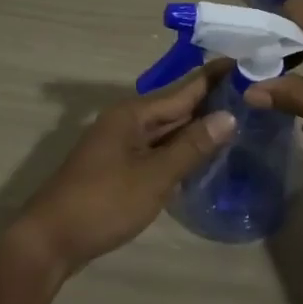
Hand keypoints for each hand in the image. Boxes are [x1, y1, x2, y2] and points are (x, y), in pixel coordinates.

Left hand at [14, 68, 234, 276]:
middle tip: (252, 94)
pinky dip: (181, 149)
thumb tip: (229, 116)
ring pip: (167, 130)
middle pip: (176, 107)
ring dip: (197, 127)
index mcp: (133, 114)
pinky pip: (158, 150)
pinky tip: (203, 155)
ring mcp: (121, 145)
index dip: (214, 78)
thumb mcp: (154, 175)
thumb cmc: (103, 202)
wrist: (50, 241)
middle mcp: (126, 122)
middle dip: (211, 101)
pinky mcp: (119, 168)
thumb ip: (191, 146)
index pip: (184, 89)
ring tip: (238, 119)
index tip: (245, 62)